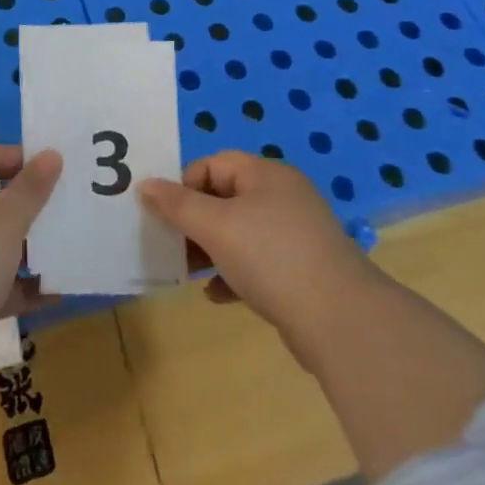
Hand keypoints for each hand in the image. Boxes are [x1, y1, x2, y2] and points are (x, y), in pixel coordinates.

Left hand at [0, 145, 62, 327]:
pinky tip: (47, 294)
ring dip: (22, 247)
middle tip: (59, 211)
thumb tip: (51, 154)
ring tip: (58, 254)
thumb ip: (32, 188)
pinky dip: (11, 282)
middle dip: (25, 207)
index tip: (54, 173)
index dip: (21, 159)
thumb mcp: (7, 222)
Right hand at [140, 152, 378, 360]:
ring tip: (188, 273)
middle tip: (171, 247)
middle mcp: (282, 196)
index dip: (184, 186)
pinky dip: (234, 273)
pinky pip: (257, 262)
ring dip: (211, 250)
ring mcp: (295, 234)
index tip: (166, 216)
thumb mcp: (216, 227)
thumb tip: (145, 185)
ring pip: (240, 232)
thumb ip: (177, 205)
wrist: (340, 320)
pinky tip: (218, 295)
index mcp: (265, 174)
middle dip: (194, 221)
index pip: (213, 164)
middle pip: (225, 197)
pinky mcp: (302, 269)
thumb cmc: (272, 258)